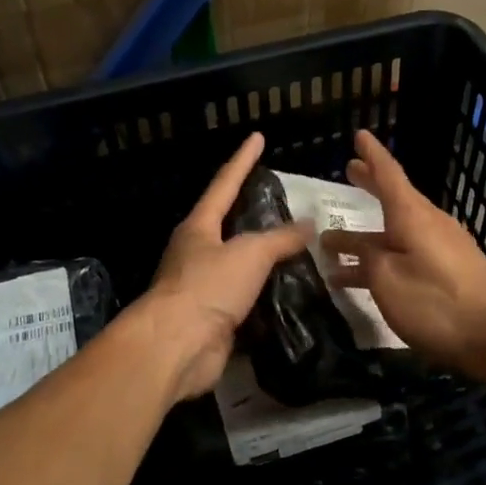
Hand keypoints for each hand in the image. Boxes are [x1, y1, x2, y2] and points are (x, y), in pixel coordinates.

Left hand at [136, 132, 312, 402]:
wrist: (177, 347)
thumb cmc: (207, 287)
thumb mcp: (250, 253)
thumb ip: (280, 238)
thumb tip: (308, 224)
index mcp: (199, 227)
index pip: (224, 184)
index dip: (243, 160)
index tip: (257, 138)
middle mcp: (197, 253)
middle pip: (229, 226)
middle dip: (253, 213)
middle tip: (286, 203)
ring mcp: (204, 288)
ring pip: (240, 266)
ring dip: (265, 260)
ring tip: (299, 250)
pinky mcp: (214, 319)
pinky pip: (247, 300)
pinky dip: (267, 296)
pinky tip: (291, 294)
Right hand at [321, 130, 485, 376]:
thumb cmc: (438, 304)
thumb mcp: (388, 281)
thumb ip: (367, 260)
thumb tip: (359, 249)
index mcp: (413, 217)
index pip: (389, 175)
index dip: (372, 155)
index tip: (359, 135)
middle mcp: (429, 224)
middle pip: (395, 199)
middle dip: (370, 186)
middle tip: (349, 171)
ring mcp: (442, 249)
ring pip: (396, 232)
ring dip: (367, 236)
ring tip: (334, 245)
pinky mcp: (450, 272)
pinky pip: (407, 254)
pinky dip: (383, 259)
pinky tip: (364, 279)